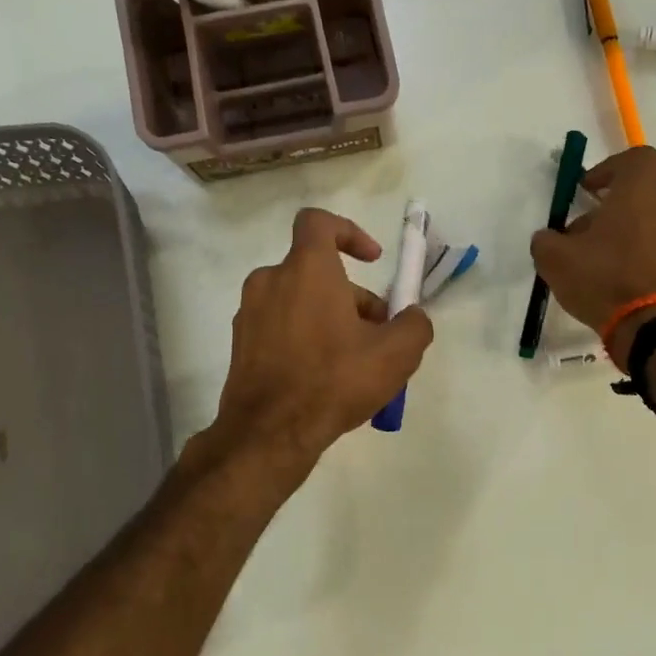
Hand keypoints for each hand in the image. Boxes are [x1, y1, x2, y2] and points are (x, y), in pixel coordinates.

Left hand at [205, 207, 433, 473]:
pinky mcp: (240, 344)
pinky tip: (325, 378)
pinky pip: (281, 327)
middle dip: (354, 297)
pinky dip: (306, 338)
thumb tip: (412, 317)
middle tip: (379, 334)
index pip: (319, 222)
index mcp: (306, 269)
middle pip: (318, 272)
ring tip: (356, 362)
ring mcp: (249, 313)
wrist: (269, 433)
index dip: (349, 232)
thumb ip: (414, 324)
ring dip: (331, 318)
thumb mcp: (396, 354)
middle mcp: (270, 281)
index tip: (371, 260)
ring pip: (300, 301)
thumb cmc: (334, 380)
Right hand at [529, 146, 655, 362]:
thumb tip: (549, 238)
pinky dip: (651, 256)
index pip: (635, 158)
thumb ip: (546, 239)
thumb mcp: (554, 259)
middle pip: (645, 194)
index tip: (588, 191)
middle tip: (590, 234)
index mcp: (643, 190)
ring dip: (635, 232)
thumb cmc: (602, 280)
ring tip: (609, 261)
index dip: (609, 169)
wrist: (650, 328)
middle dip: (617, 208)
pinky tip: (628, 280)